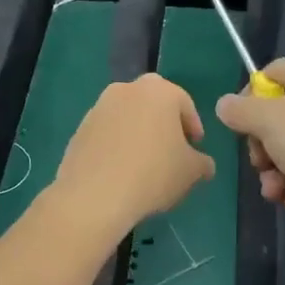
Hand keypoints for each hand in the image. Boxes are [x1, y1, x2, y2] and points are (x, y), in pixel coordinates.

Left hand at [53, 73, 215, 234]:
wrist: (95, 195)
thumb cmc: (153, 174)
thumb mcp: (191, 172)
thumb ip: (202, 163)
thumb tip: (205, 165)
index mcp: (159, 91)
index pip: (184, 103)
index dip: (193, 127)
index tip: (195, 148)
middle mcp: (127, 90)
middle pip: (153, 103)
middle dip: (164, 123)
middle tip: (170, 149)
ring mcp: (99, 107)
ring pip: (127, 116)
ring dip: (137, 132)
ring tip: (144, 163)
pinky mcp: (79, 128)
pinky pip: (107, 132)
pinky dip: (116, 144)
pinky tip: (120, 170)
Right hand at [214, 57, 284, 243]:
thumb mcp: (272, 122)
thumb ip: (241, 111)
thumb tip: (225, 104)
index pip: (270, 74)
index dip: (249, 99)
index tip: (241, 127)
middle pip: (278, 117)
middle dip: (263, 148)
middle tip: (262, 165)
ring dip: (277, 174)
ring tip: (279, 193)